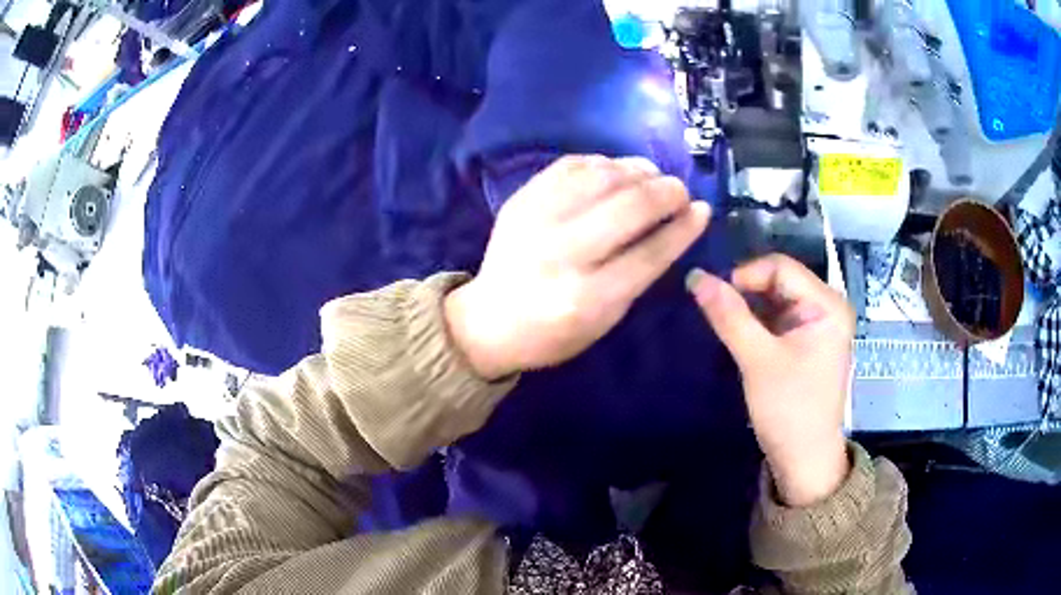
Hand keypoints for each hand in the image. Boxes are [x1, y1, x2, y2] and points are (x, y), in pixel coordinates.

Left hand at [445, 155, 709, 379]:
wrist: (489, 320)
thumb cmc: (555, 333)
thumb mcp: (605, 321)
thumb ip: (639, 274)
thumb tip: (674, 224)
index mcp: (587, 298)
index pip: (650, 253)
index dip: (684, 227)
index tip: (703, 210)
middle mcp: (561, 253)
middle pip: (629, 206)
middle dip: (667, 191)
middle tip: (680, 191)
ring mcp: (536, 219)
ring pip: (602, 176)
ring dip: (638, 169)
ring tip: (653, 176)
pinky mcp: (521, 198)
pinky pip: (571, 165)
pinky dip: (603, 162)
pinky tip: (617, 170)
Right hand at [687, 254, 854, 506]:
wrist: (804, 459)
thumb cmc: (789, 410)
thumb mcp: (757, 361)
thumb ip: (729, 316)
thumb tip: (695, 276)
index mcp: (827, 305)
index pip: (780, 267)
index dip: (743, 276)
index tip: (713, 299)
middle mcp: (827, 307)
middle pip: (778, 280)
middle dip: (745, 293)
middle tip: (715, 314)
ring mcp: (817, 324)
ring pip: (775, 299)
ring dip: (748, 309)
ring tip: (723, 326)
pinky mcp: (806, 341)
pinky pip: (777, 318)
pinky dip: (755, 323)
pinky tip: (739, 337)